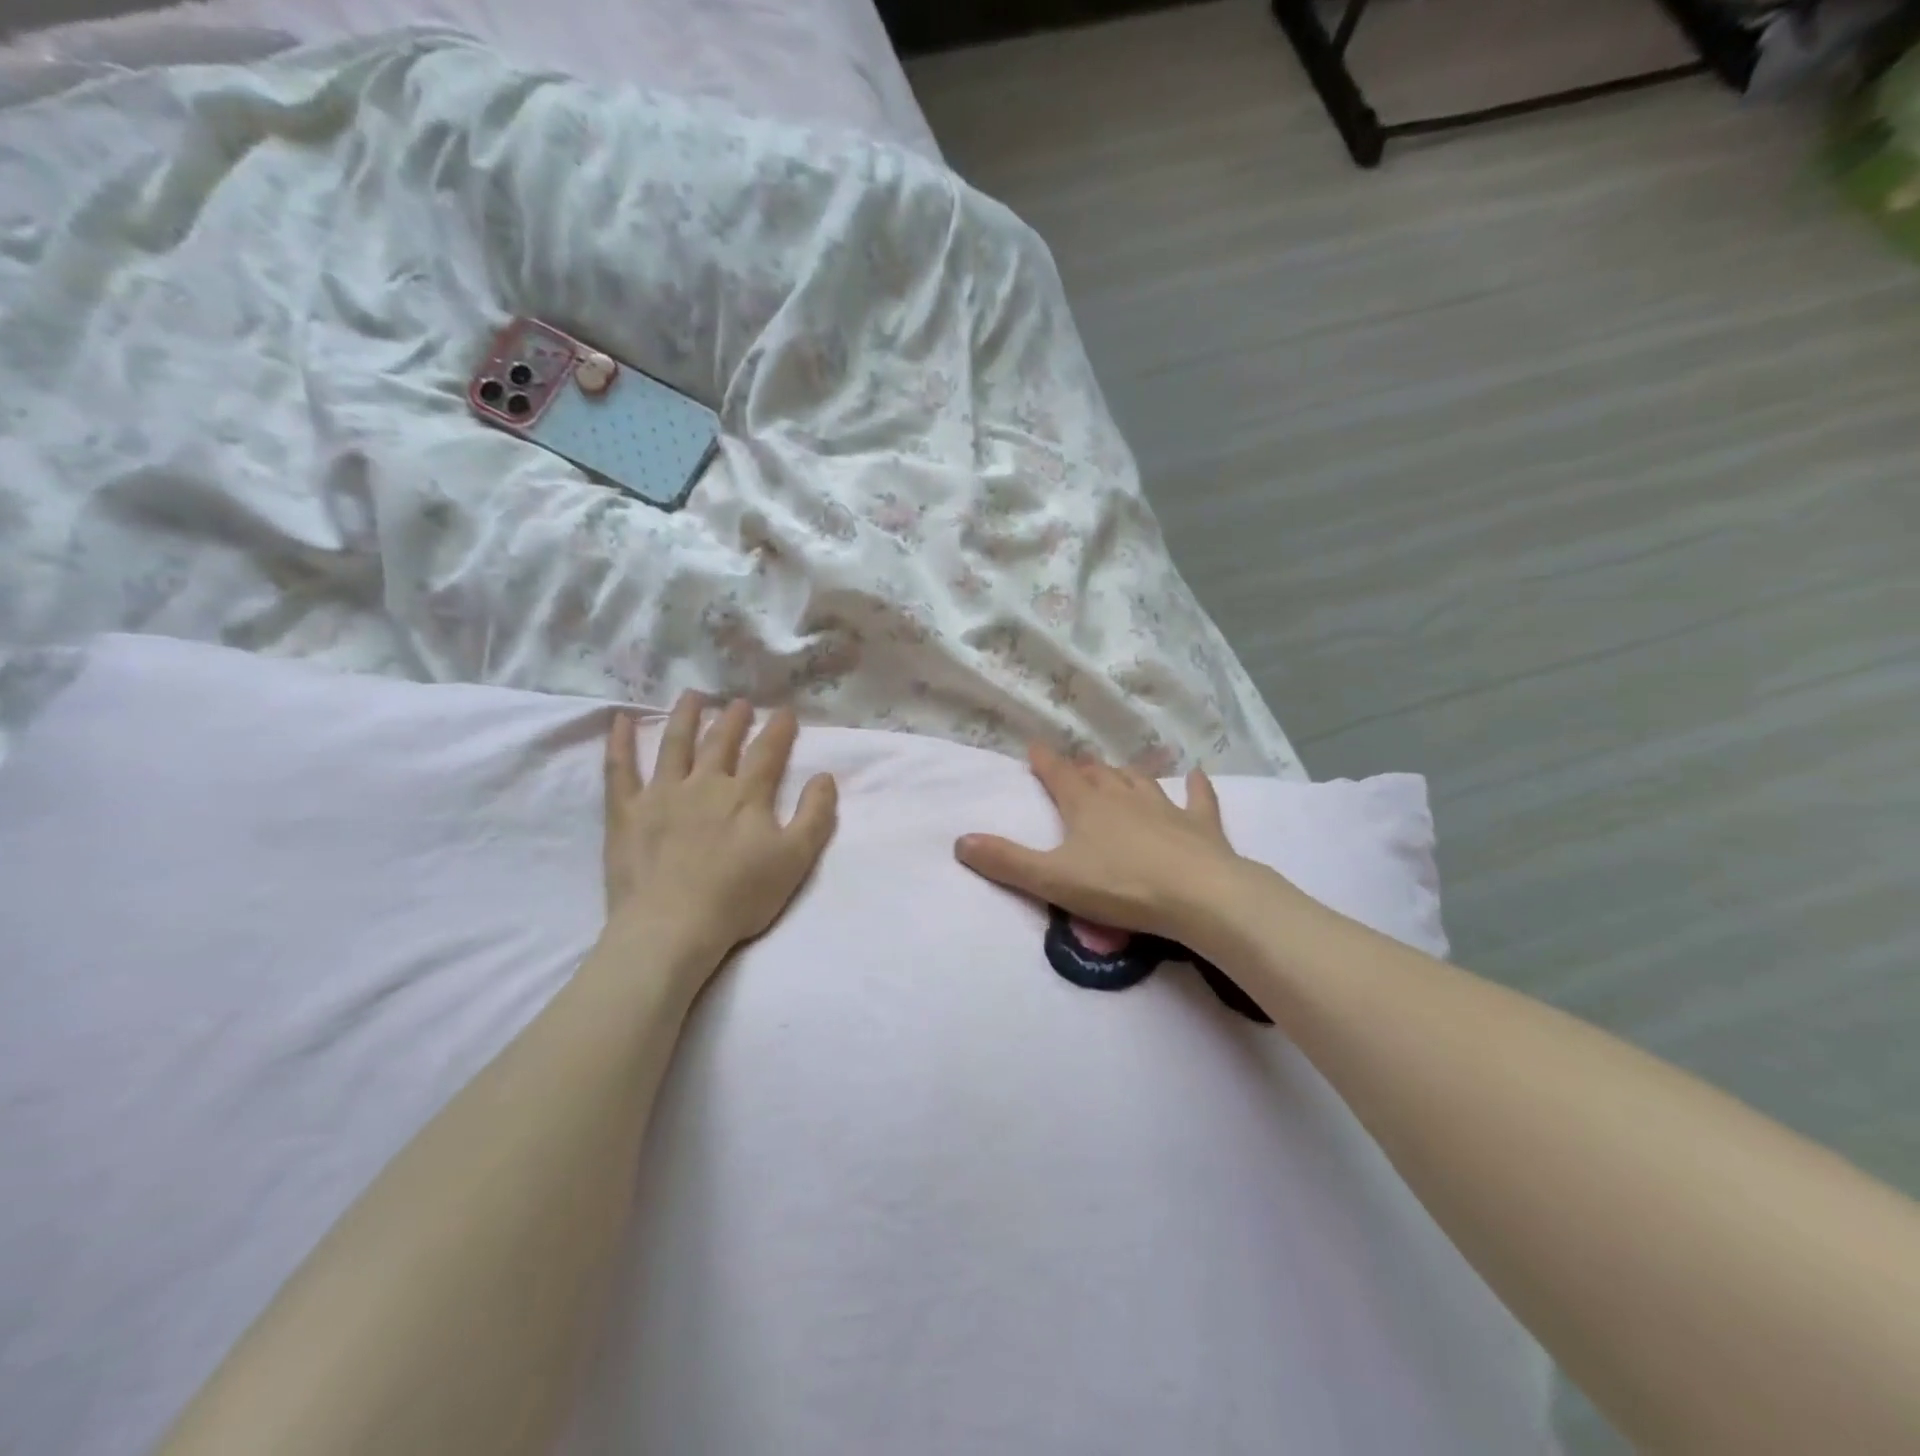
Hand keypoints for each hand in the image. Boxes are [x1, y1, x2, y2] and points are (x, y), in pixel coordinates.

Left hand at [603, 693, 836, 965]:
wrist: (673, 926)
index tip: (785, 711)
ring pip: (674, 744)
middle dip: (734, 719)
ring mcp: (661, 794)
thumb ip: (815, 815)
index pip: (766, 752)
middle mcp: (704, 783)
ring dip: (685, 717)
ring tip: (693, 696)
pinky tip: (620, 720)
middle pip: (721, 742)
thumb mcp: (795, 859)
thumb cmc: (739, 896)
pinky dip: (619, 742)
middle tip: (740, 702)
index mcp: (746, 795)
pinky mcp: (626, 812)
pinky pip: (620, 769)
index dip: (778, 730)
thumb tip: (825, 777)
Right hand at [954, 743, 1248, 942]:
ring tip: (1117, 771)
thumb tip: (959, 840)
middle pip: (1099, 775)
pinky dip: (1196, 786)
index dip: (1044, 761)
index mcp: (1087, 806)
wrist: (1200, 896)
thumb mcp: (1053, 880)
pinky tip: (1196, 775)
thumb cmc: (1121, 887)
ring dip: (1125, 775)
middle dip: (1083, 769)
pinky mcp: (1200, 825)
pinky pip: (1198, 798)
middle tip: (1075, 768)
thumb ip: (1006, 861)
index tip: (1034, 746)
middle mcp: (1123, 797)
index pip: (1059, 775)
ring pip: (1140, 781)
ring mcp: (1165, 807)